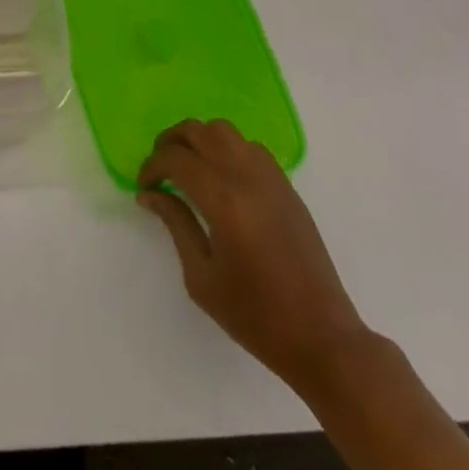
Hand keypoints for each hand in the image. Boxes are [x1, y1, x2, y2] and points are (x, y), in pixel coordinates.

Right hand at [138, 119, 370, 391]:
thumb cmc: (257, 317)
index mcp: (223, 201)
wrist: (323, 339)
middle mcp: (246, 177)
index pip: (176, 158)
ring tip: (189, 166)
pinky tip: (222, 177)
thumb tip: (149, 194)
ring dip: (199, 139)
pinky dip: (227, 148)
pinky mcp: (287, 186)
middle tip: (160, 169)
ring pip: (225, 130)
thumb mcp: (202, 279)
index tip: (144, 186)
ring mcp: (271, 178)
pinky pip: (249, 146)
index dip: (152, 166)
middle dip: (170, 142)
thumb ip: (176, 225)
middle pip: (198, 131)